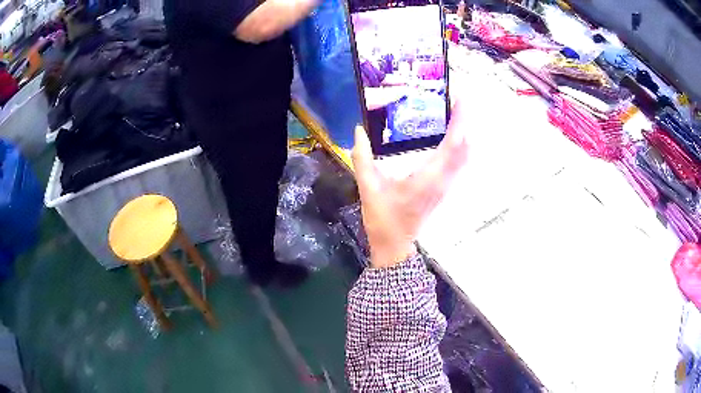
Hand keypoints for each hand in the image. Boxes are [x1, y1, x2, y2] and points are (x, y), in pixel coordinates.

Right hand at [352, 101, 468, 268]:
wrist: (393, 245)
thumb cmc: (383, 219)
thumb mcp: (368, 188)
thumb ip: (362, 158)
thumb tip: (358, 130)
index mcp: (429, 177)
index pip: (453, 144)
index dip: (459, 121)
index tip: (459, 99)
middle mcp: (443, 179)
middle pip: (465, 147)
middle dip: (464, 122)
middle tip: (454, 100)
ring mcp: (446, 185)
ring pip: (465, 155)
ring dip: (463, 133)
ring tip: (452, 113)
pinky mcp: (443, 189)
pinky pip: (459, 163)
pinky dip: (459, 145)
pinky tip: (448, 135)